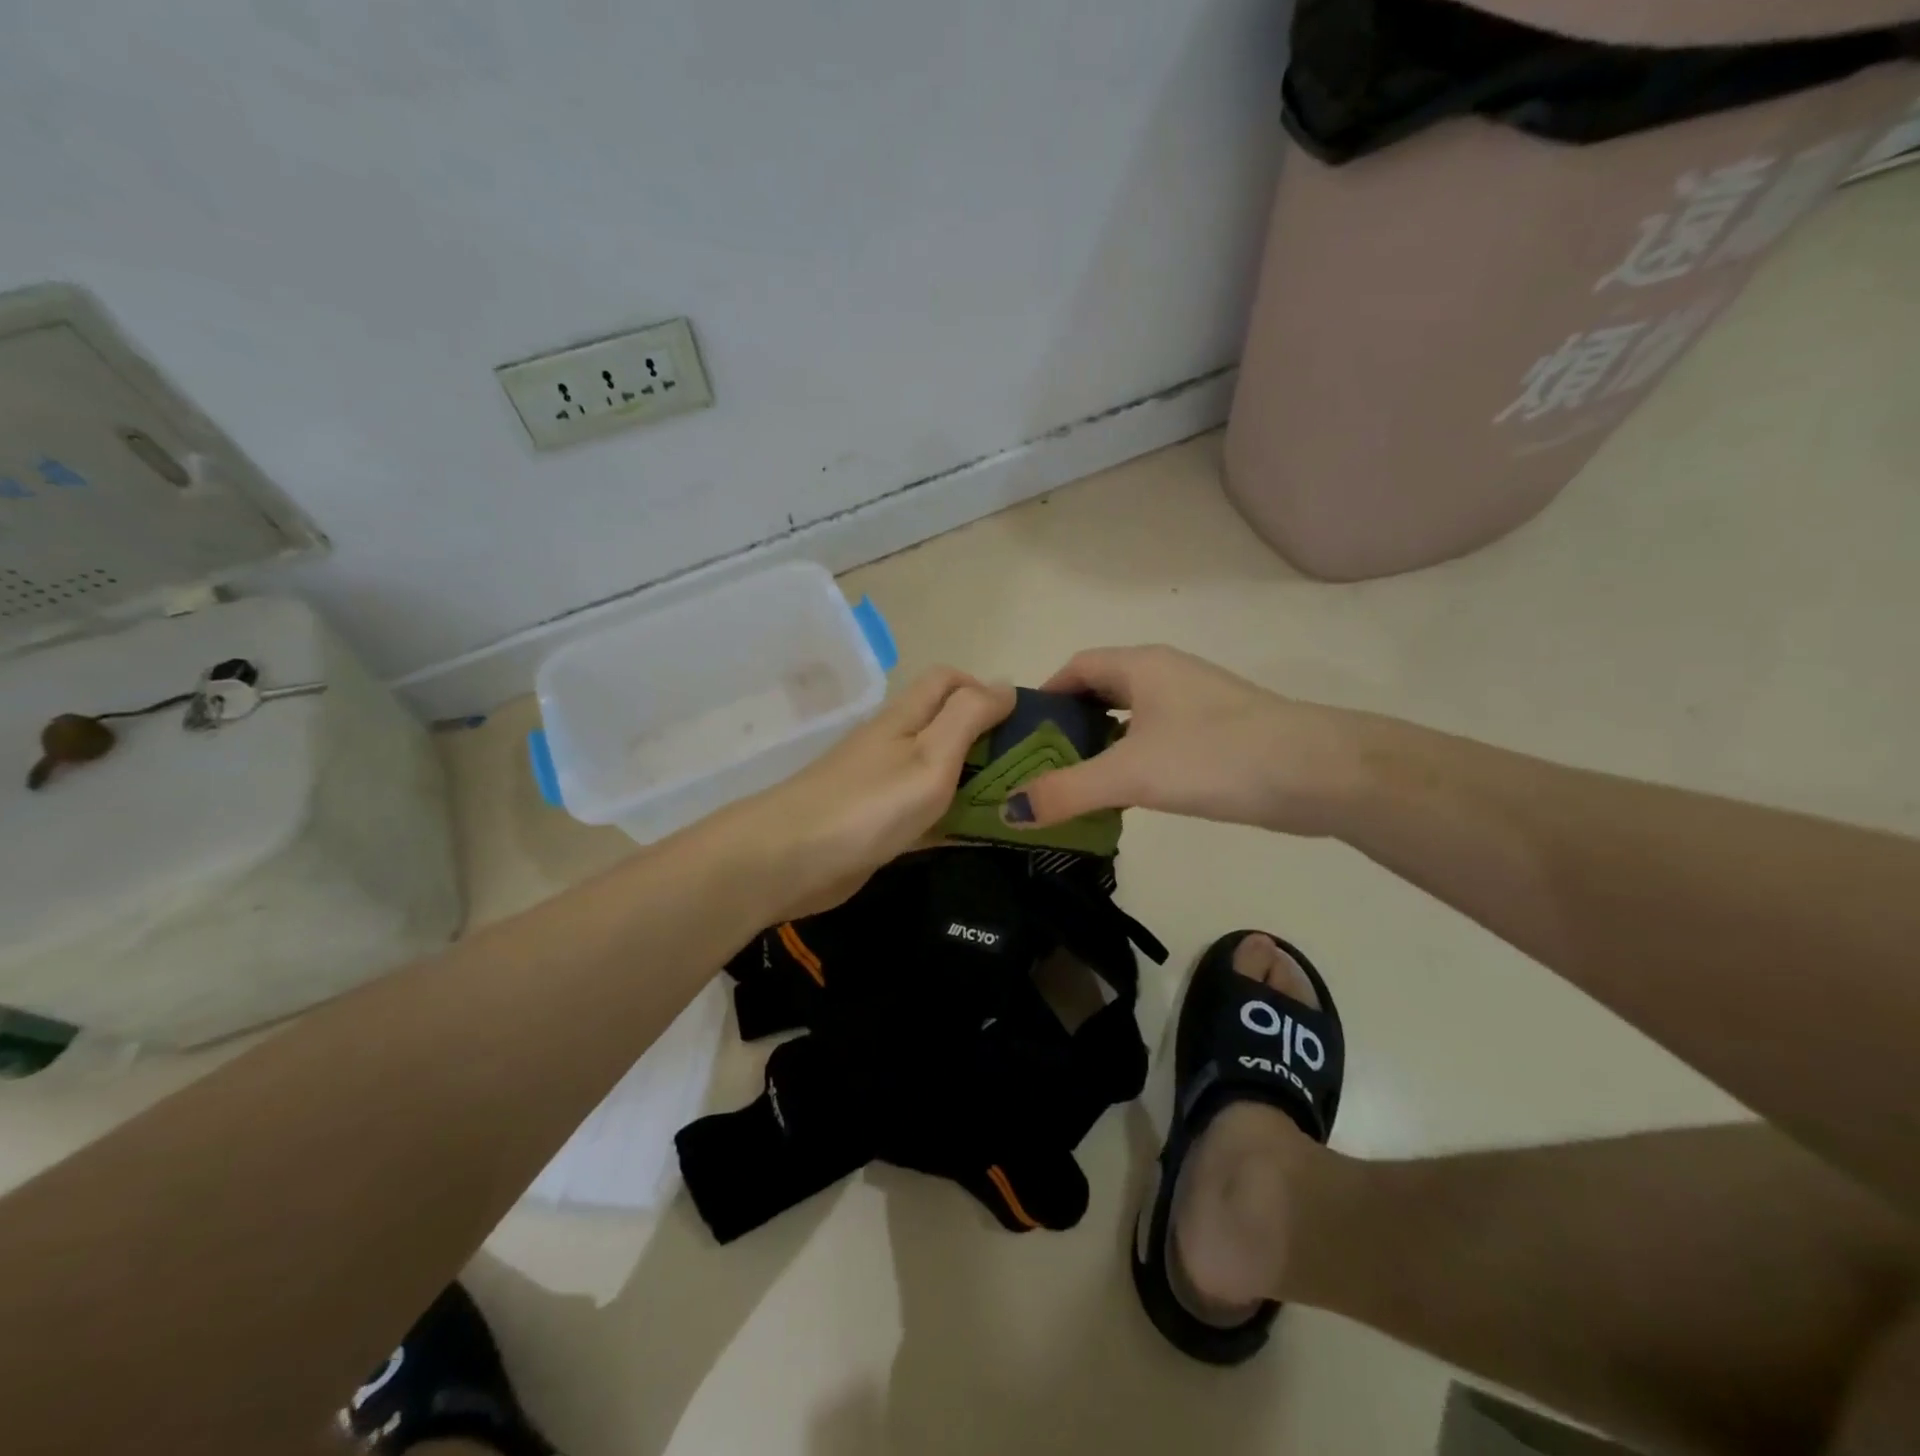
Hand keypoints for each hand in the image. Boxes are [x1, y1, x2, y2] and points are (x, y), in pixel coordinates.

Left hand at [730, 666, 1014, 917]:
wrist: (790, 860)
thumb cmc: (870, 803)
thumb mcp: (931, 754)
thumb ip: (968, 717)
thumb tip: (1003, 684)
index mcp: (906, 717)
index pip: (948, 679)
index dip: (985, 689)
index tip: (1022, 723)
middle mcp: (894, 742)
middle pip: (946, 724)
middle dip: (988, 739)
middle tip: (1030, 771)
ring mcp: (882, 784)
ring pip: (938, 771)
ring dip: (974, 781)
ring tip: (1017, 803)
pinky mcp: (876, 823)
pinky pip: (924, 812)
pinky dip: (952, 818)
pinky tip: (978, 837)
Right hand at [1008, 646, 1364, 836]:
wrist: (1317, 773)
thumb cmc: (1215, 757)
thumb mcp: (1130, 774)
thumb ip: (1066, 791)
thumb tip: (1009, 810)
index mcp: (1141, 666)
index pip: (1076, 668)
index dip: (1044, 696)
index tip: (1019, 734)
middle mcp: (1166, 675)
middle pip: (1100, 692)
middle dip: (1067, 726)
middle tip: (1038, 767)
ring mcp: (1195, 704)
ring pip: (1130, 718)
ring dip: (1100, 746)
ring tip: (1072, 784)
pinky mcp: (1216, 734)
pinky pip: (1157, 739)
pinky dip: (1132, 760)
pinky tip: (1125, 794)